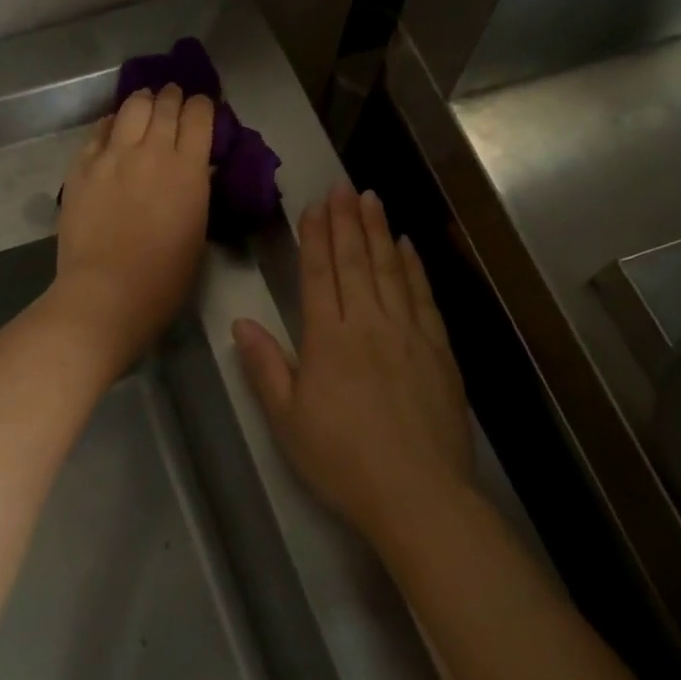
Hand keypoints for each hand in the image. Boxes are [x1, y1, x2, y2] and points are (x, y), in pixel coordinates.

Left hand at [51, 85, 214, 375]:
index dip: (202, 105)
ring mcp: (112, 157)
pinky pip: (98, 132)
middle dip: (173, 96)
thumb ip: (196, 190)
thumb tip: (196, 168)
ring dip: (142, 101)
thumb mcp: (198, 230)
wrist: (106, 294)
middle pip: (164, 104)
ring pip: (130, 108)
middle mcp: (151, 152)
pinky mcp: (81, 168)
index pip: (199, 115)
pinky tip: (113, 128)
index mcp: (188, 169)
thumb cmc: (164, 278)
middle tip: (174, 98)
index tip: (202, 107)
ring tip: (145, 104)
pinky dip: (111, 124)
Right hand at [232, 183, 471, 547]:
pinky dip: (414, 267)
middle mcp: (369, 324)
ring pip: (390, 270)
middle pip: (355, 262)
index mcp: (328, 338)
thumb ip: (265, 366)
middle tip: (343, 186)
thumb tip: (241, 323)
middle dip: (347, 221)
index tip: (315, 205)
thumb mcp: (287, 419)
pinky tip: (407, 246)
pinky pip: (423, 296)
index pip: (320, 274)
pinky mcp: (438, 350)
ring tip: (372, 199)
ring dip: (379, 232)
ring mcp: (408, 333)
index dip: (316, 237)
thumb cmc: (341, 459)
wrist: (416, 493)